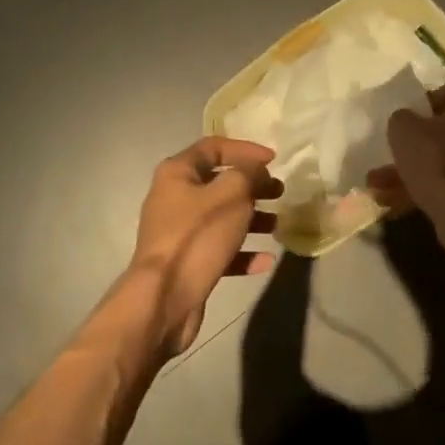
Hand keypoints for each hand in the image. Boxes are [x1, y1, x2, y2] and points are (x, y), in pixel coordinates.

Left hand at [131, 137, 281, 352]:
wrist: (164, 298)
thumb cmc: (197, 236)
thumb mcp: (231, 194)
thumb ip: (248, 173)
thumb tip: (256, 170)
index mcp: (177, 173)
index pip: (213, 147)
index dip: (245, 149)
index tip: (274, 159)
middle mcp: (174, 198)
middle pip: (219, 183)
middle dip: (252, 186)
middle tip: (279, 192)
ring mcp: (179, 232)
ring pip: (221, 217)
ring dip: (252, 219)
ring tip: (278, 225)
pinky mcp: (187, 262)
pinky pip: (220, 249)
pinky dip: (242, 252)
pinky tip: (266, 260)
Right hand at [367, 82, 444, 251]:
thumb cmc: (437, 158)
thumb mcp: (403, 129)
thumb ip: (402, 118)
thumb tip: (406, 121)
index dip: (420, 108)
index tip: (402, 124)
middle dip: (414, 149)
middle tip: (387, 160)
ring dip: (414, 173)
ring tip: (378, 189)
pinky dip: (432, 190)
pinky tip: (396, 205)